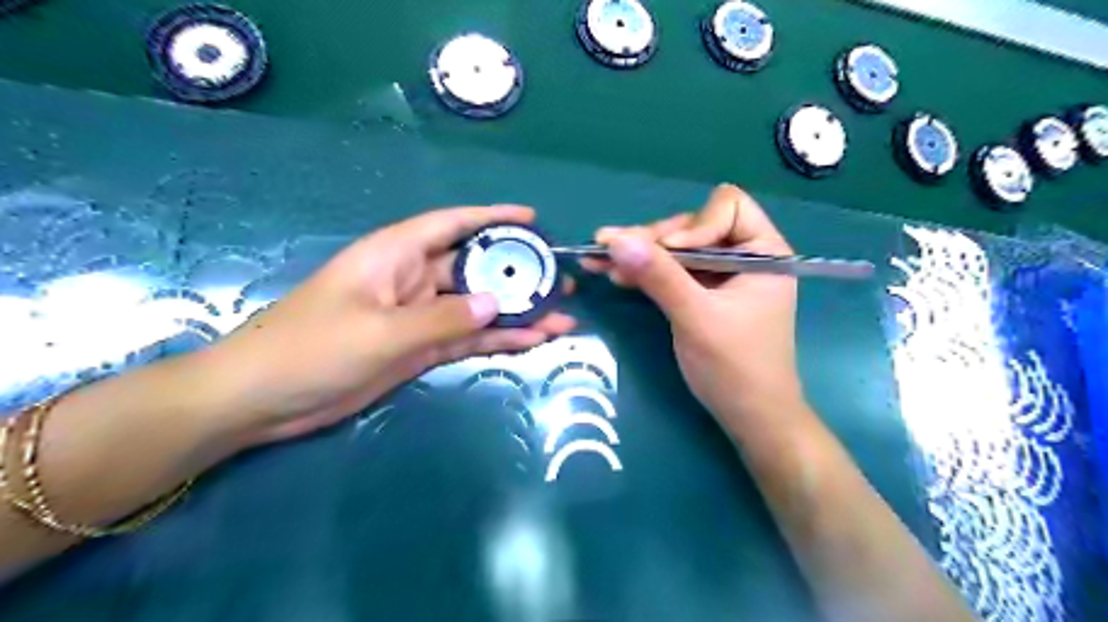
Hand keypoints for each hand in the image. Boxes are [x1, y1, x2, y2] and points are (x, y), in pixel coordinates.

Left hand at [203, 205, 574, 443]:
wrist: (263, 399)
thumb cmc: (311, 349)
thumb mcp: (380, 332)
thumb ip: (442, 318)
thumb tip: (496, 303)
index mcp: (395, 255)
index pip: (452, 224)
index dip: (492, 217)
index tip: (532, 219)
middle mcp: (412, 279)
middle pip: (475, 268)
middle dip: (517, 273)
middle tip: (561, 281)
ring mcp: (419, 317)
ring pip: (477, 308)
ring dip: (516, 313)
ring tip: (561, 316)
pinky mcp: (420, 348)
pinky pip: (467, 338)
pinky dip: (497, 339)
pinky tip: (532, 341)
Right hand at [583, 184, 800, 427]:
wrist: (749, 417)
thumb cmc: (735, 367)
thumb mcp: (696, 318)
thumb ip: (659, 276)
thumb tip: (615, 239)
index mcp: (763, 252)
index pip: (727, 207)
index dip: (693, 227)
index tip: (667, 255)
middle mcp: (744, 256)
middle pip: (693, 227)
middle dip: (654, 240)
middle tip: (610, 249)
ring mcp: (722, 276)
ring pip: (677, 249)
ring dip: (641, 255)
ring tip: (599, 259)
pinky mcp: (703, 294)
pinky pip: (672, 272)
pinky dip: (646, 272)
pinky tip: (615, 274)